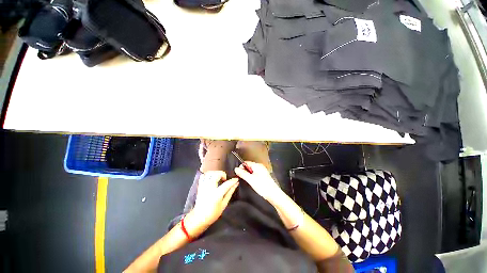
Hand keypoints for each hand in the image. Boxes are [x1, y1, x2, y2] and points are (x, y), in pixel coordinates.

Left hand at [191, 171, 238, 227]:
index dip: (233, 180)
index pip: (227, 184)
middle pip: (217, 174)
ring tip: (218, 177)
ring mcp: (204, 186)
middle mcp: (210, 188)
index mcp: (217, 194)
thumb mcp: (224, 204)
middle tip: (225, 179)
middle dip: (223, 174)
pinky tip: (211, 178)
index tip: (236, 179)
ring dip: (216, 173)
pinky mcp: (200, 186)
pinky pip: (203, 176)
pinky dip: (208, 175)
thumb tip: (236, 184)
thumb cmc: (213, 213)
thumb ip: (230, 192)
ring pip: (210, 173)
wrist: (198, 218)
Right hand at [234, 162, 284, 205]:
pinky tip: (253, 183)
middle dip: (244, 171)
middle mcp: (260, 166)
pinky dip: (252, 177)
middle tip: (243, 178)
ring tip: (248, 181)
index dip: (241, 167)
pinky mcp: (263, 176)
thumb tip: (236, 169)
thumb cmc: (263, 186)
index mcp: (257, 165)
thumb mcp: (250, 179)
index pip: (246, 162)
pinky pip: (255, 174)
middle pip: (249, 166)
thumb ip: (242, 173)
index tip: (238, 173)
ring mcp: (262, 171)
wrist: (273, 194)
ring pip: (252, 170)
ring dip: (248, 175)